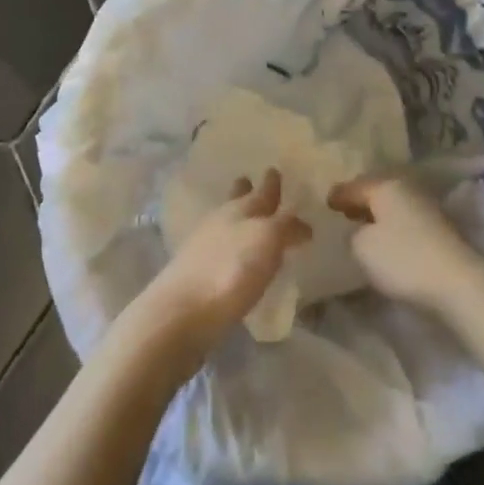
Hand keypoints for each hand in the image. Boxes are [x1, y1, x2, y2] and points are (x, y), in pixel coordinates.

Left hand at [135, 169, 311, 359]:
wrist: (181, 312)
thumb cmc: (231, 271)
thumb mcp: (268, 241)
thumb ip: (286, 227)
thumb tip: (302, 224)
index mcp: (242, 209)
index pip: (263, 191)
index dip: (271, 183)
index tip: (275, 171)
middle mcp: (221, 221)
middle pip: (236, 200)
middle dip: (246, 191)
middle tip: (251, 182)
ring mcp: (203, 246)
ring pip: (224, 222)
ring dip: (236, 217)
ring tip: (246, 219)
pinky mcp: (194, 273)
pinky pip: (217, 249)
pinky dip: (228, 246)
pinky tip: (233, 256)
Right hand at [328, 174, 483, 318]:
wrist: (457, 283)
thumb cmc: (403, 259)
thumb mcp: (362, 248)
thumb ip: (352, 234)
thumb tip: (357, 229)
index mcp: (386, 186)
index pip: (354, 186)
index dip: (338, 195)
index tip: (325, 202)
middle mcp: (407, 189)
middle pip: (376, 191)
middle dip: (359, 201)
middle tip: (342, 212)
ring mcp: (426, 207)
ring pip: (393, 205)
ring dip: (377, 214)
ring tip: (362, 226)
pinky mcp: (438, 229)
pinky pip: (405, 219)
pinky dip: (392, 225)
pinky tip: (386, 239)